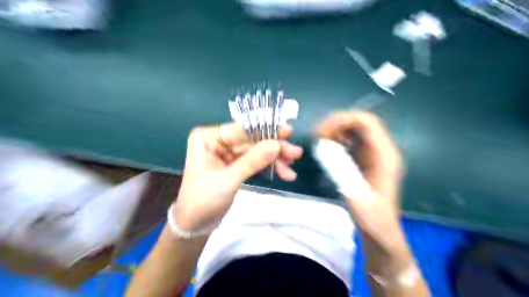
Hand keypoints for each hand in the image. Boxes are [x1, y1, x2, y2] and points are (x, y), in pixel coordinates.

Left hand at [173, 122, 301, 231]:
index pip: (241, 129)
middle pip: (251, 140)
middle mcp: (217, 141)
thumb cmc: (203, 201)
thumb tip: (276, 145)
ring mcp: (226, 152)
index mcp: (208, 138)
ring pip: (256, 151)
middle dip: (274, 148)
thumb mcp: (228, 180)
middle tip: (296, 154)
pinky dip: (268, 166)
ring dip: (274, 159)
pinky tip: (283, 172)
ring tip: (291, 169)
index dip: (266, 130)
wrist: (194, 225)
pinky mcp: (234, 164)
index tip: (288, 131)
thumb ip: (252, 161)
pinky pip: (254, 161)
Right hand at [315, 111, 405, 249]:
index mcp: (385, 156)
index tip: (323, 130)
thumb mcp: (356, 195)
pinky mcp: (365, 160)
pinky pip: (351, 142)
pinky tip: (327, 149)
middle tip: (318, 135)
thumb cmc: (373, 218)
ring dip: (336, 131)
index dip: (344, 119)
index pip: (368, 122)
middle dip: (337, 123)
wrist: (381, 232)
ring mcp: (373, 154)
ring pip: (354, 130)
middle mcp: (381, 150)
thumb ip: (341, 170)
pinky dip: (337, 140)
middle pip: (360, 123)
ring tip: (320, 140)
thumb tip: (323, 147)